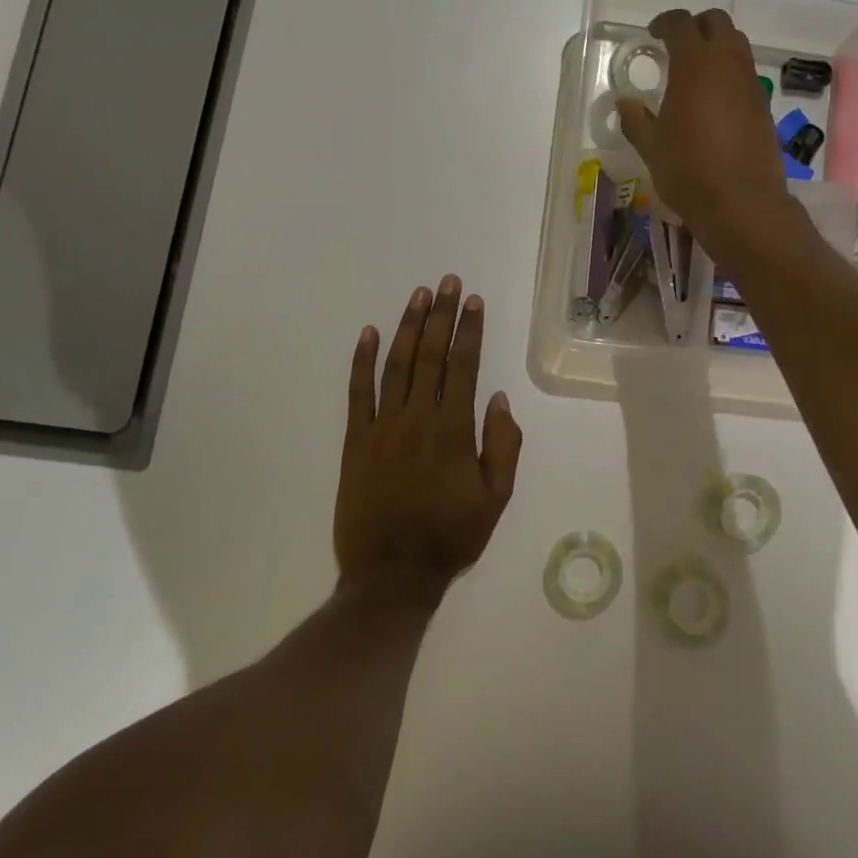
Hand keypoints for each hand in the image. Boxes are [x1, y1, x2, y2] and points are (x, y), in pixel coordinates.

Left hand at [335, 276, 521, 599]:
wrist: (391, 574)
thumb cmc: (451, 536)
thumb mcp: (496, 498)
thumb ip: (503, 445)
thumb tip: (499, 399)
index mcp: (454, 430)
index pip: (464, 366)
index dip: (469, 330)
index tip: (474, 301)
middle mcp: (417, 418)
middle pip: (430, 355)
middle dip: (441, 315)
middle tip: (448, 282)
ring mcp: (382, 427)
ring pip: (396, 365)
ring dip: (408, 327)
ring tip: (419, 296)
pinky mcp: (355, 441)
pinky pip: (357, 394)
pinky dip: (361, 361)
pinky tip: (367, 333)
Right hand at [616, 8, 792, 248]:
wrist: (742, 203)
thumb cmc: (688, 171)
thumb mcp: (651, 147)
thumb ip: (636, 120)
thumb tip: (625, 103)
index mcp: (695, 65)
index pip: (681, 24)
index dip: (665, 23)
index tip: (653, 34)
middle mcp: (728, 65)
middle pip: (717, 23)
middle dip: (697, 26)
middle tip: (677, 45)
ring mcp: (751, 84)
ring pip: (738, 45)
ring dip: (718, 47)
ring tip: (697, 72)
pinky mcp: (764, 106)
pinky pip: (746, 74)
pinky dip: (731, 73)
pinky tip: (716, 100)